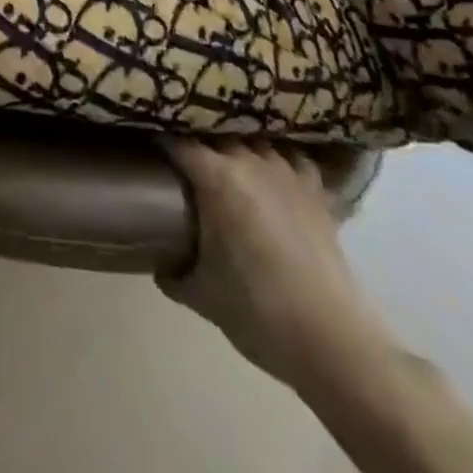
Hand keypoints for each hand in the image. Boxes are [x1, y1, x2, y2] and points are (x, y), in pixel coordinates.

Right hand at [158, 141, 394, 394]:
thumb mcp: (200, 295)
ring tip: (224, 150)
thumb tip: (159, 263)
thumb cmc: (256, 311)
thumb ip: (173, 272)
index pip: (175, 139)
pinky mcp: (315, 189)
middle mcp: (249, 161)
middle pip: (214, 131)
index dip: (155, 134)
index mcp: (215, 177)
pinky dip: (279, 155)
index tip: (141, 136)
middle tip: (179, 145)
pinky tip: (273, 166)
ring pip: (254, 136)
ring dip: (236, 141)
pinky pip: (292, 155)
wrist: (331, 341)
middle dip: (194, 134)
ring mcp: (286, 171)